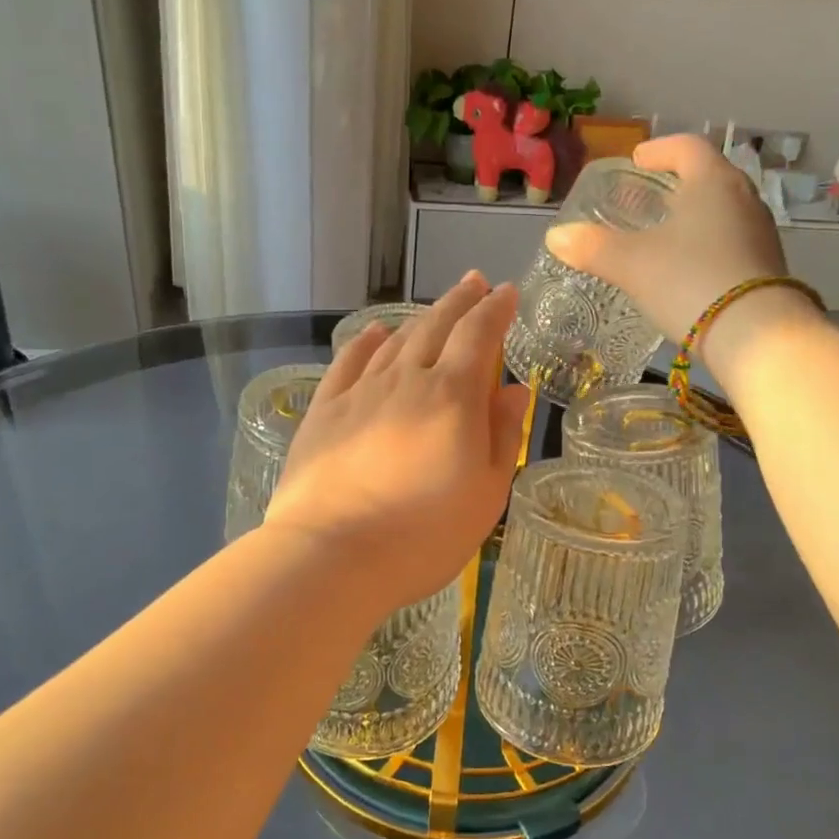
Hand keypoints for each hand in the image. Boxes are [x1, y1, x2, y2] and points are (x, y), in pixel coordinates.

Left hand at [266, 274, 531, 614]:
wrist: (331, 556)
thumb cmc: (423, 535)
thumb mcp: (486, 494)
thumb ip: (503, 436)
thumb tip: (513, 390)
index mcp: (452, 397)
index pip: (479, 335)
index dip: (495, 310)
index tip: (507, 292)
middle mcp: (406, 380)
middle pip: (436, 326)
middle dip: (460, 301)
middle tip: (475, 282)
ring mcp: (360, 392)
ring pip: (396, 341)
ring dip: (420, 318)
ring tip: (436, 308)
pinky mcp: (324, 411)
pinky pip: (349, 362)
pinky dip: (367, 341)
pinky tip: (376, 333)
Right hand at [546, 134, 790, 341]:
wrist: (755, 335)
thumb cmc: (689, 282)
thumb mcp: (631, 264)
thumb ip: (592, 247)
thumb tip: (556, 236)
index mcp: (712, 182)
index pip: (686, 147)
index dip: (659, 150)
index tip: (637, 161)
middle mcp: (743, 198)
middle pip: (708, 177)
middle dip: (676, 184)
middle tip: (647, 200)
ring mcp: (760, 233)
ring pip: (722, 211)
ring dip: (693, 216)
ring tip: (664, 236)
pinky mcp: (766, 267)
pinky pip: (731, 242)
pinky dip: (706, 244)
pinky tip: (688, 269)